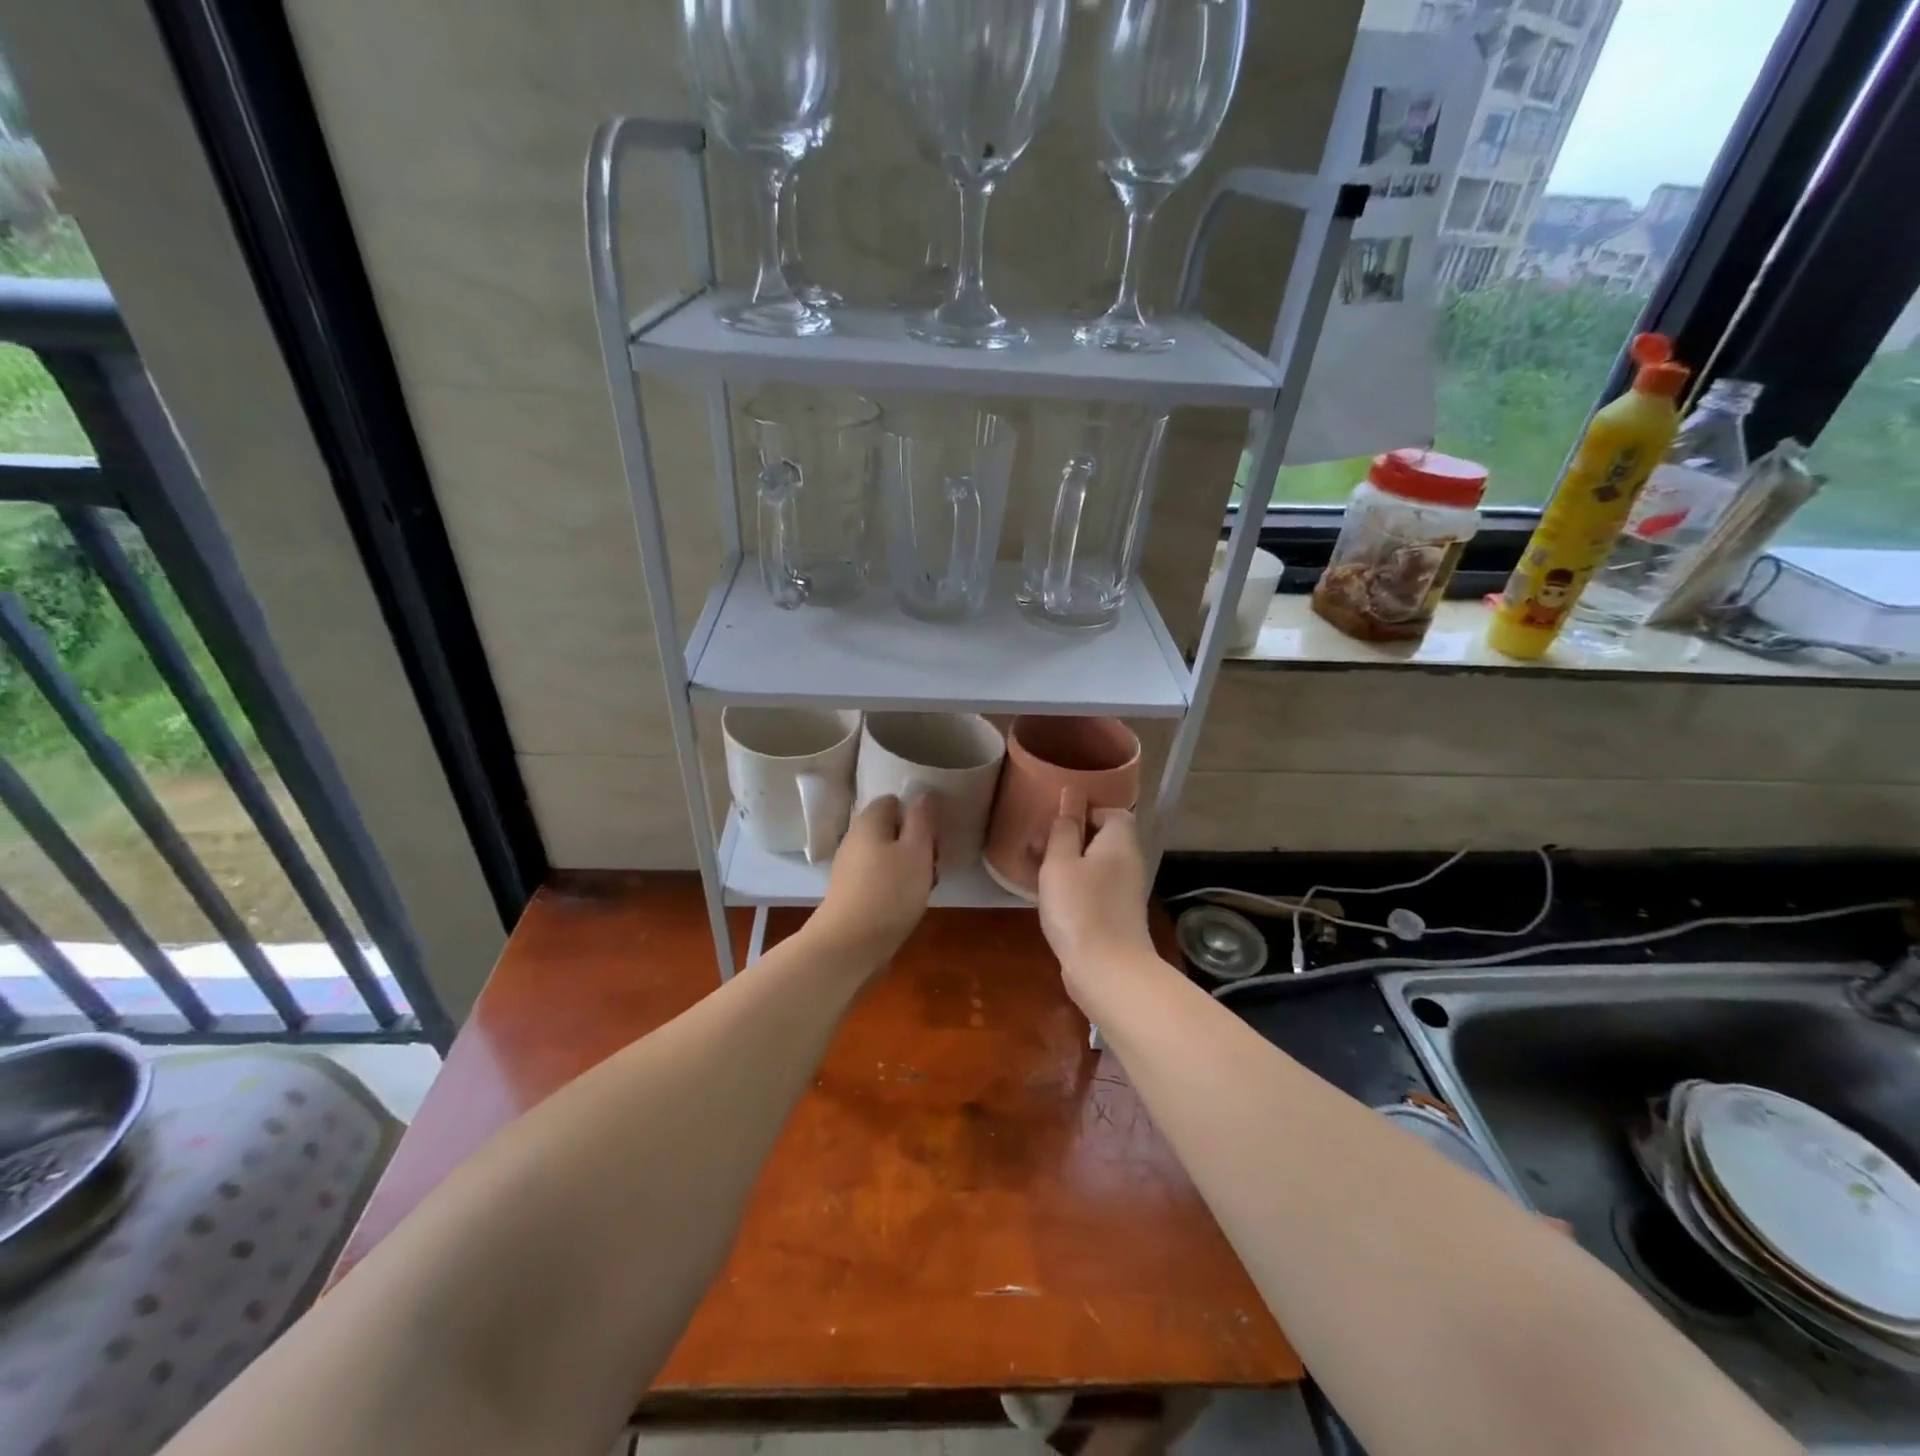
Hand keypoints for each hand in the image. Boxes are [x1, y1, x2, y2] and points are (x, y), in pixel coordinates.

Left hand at [807, 794, 936, 970]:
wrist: (849, 946)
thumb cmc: (889, 891)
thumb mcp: (917, 850)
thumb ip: (921, 820)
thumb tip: (921, 795)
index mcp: (869, 821)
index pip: (893, 801)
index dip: (917, 814)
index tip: (933, 835)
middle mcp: (855, 839)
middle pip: (892, 831)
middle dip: (917, 844)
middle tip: (933, 863)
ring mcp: (850, 868)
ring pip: (888, 857)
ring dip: (910, 868)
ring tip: (925, 888)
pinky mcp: (851, 894)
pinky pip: (880, 880)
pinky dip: (896, 887)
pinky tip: (908, 905)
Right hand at [1038, 803, 1153, 1010]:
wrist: (1107, 970)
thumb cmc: (1080, 907)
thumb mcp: (1060, 862)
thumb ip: (1064, 829)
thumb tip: (1071, 797)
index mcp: (1119, 841)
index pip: (1112, 811)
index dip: (1084, 811)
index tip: (1055, 821)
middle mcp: (1129, 862)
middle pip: (1102, 838)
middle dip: (1069, 838)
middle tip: (1036, 846)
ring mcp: (1125, 891)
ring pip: (1095, 865)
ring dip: (1067, 864)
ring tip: (1035, 871)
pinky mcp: (1116, 915)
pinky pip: (1094, 888)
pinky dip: (1074, 887)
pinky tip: (1050, 899)